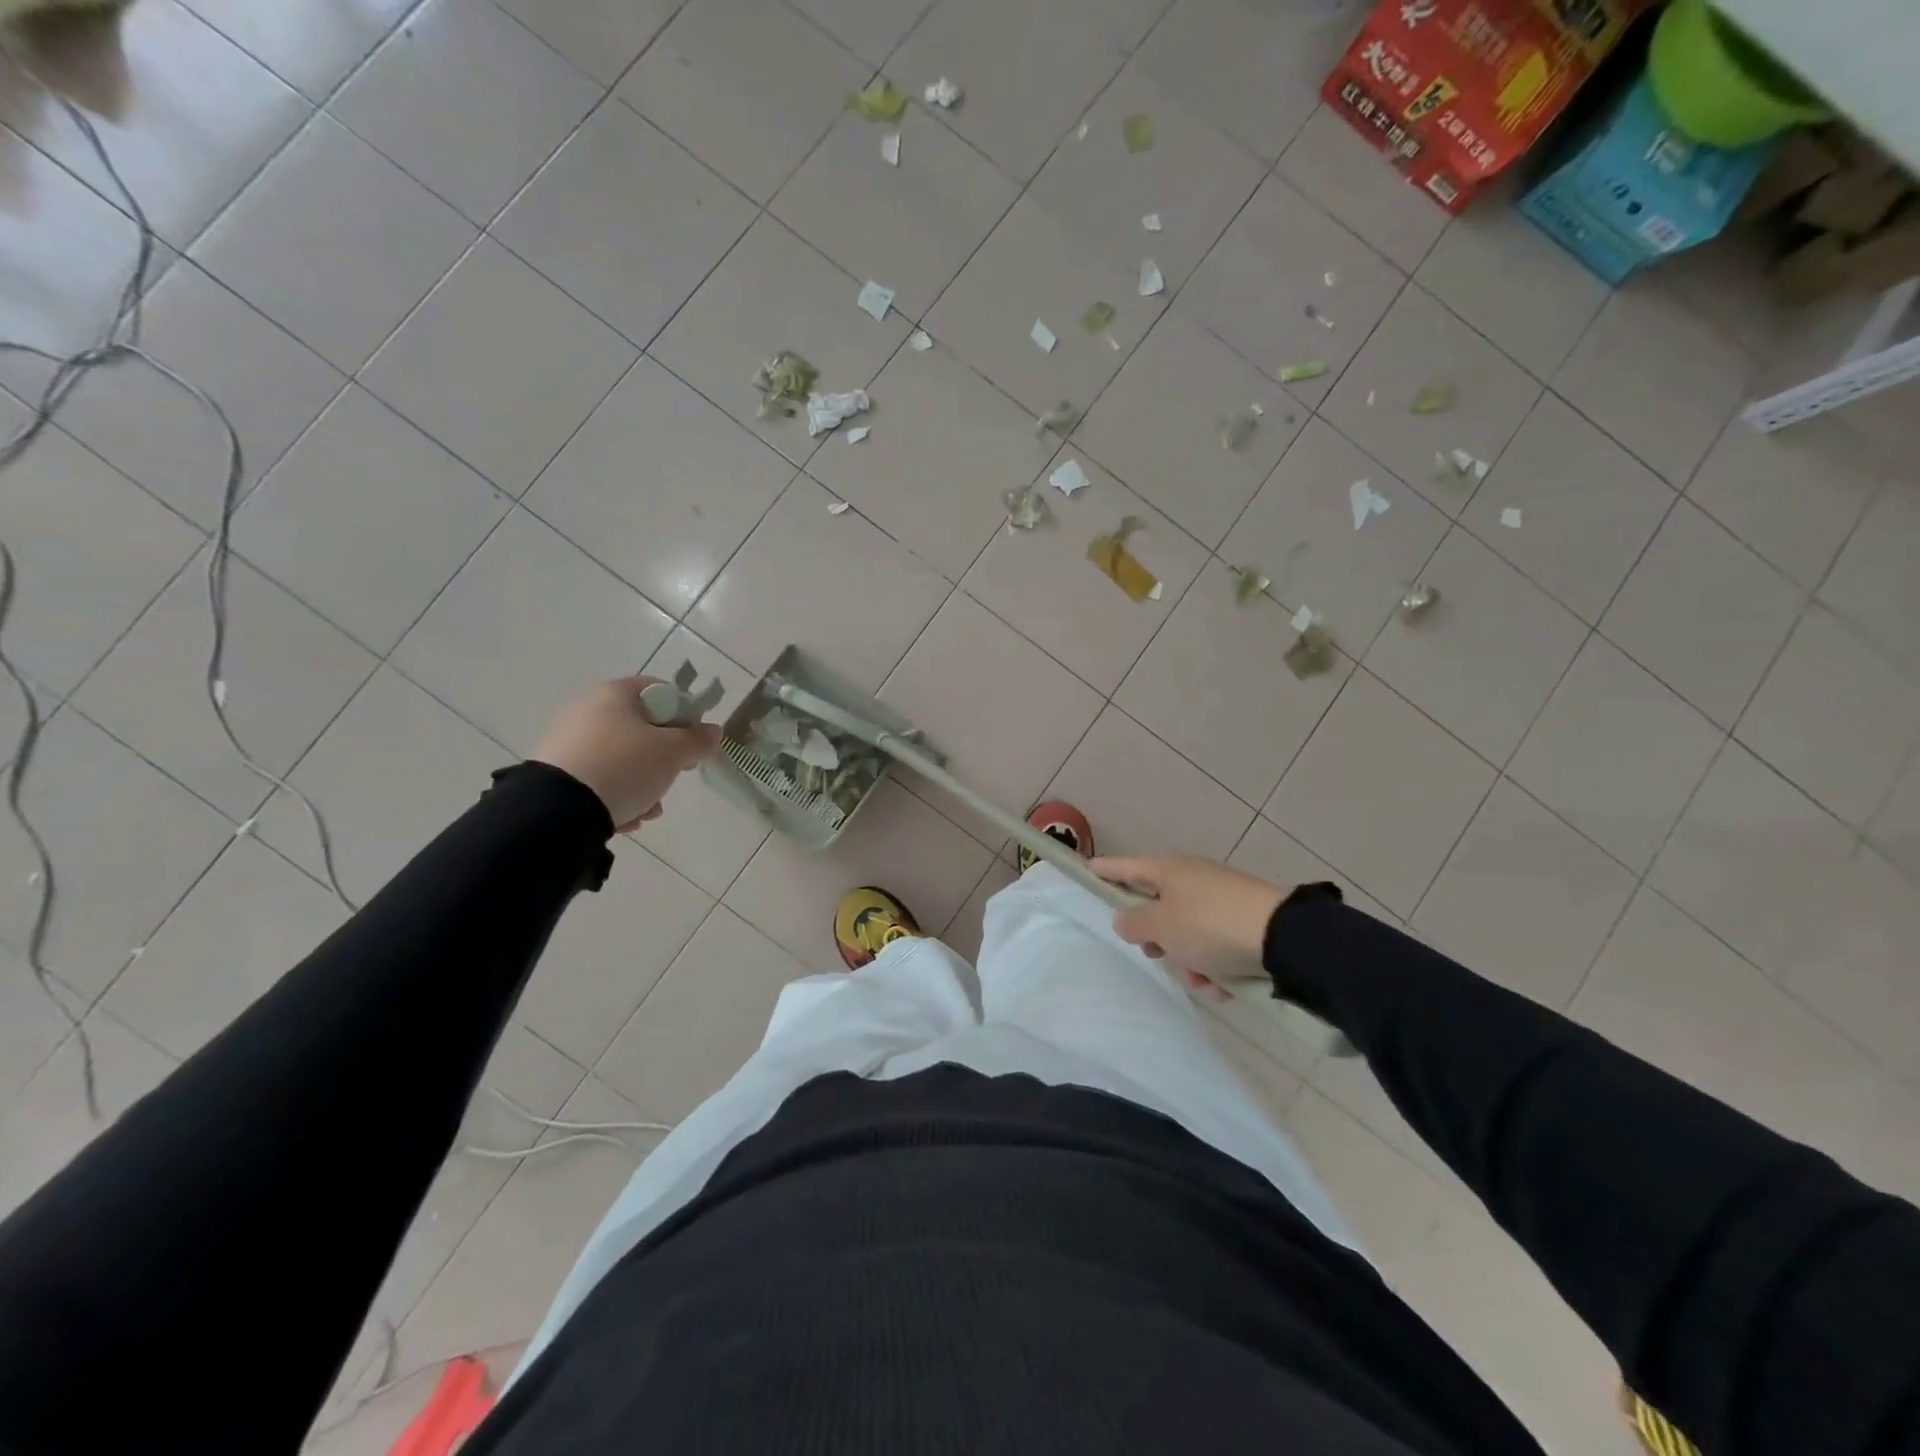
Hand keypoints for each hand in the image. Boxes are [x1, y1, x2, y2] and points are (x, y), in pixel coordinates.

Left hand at [532, 677, 720, 832]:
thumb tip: (712, 731)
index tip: (693, 742)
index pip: (660, 691)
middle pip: (641, 728)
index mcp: (614, 693)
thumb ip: (698, 740)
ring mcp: (567, 740)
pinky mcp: (554, 771)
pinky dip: (615, 794)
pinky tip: (625, 816)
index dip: (684, 714)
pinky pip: (598, 777)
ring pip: (621, 757)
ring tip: (648, 808)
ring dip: (642, 782)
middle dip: (663, 757)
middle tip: (673, 775)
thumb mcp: (672, 753)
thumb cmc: (624, 766)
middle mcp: (586, 708)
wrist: (558, 810)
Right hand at [1089, 854, 1288, 985]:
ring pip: (1187, 931)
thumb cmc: (1210, 925)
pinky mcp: (1243, 919)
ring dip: (1188, 959)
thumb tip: (1126, 919)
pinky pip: (1214, 942)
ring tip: (1201, 981)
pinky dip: (1213, 964)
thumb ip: (1134, 923)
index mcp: (1167, 869)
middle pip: (1157, 905)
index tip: (1089, 868)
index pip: (1126, 867)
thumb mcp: (1161, 926)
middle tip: (1154, 953)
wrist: (1284, 937)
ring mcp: (1219, 897)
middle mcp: (1192, 878)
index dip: (1106, 870)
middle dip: (1156, 936)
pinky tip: (1223, 988)